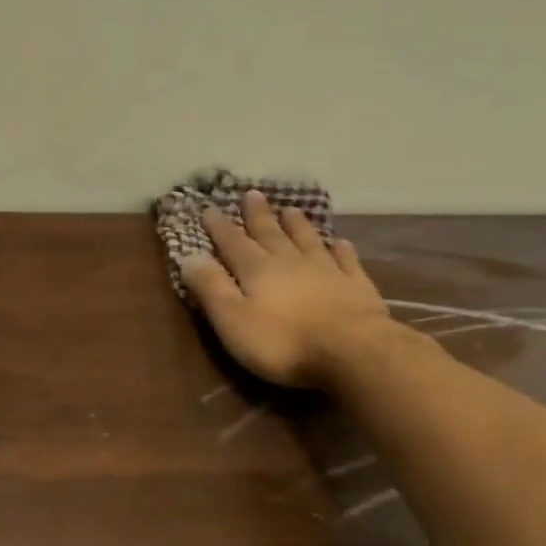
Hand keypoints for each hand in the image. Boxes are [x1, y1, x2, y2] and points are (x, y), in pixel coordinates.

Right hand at [180, 191, 394, 387]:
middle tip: (252, 194)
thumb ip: (211, 288)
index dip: (219, 227)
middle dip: (258, 215)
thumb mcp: (232, 319)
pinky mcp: (355, 286)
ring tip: (290, 209)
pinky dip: (340, 250)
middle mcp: (290, 262)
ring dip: (297, 225)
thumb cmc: (283, 341)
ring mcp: (326, 271)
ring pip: (307, 240)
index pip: (232, 243)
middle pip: (270, 234)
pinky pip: (346, 260)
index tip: (209, 208)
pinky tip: (340, 242)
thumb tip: (189, 256)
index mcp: (257, 270)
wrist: (352, 351)